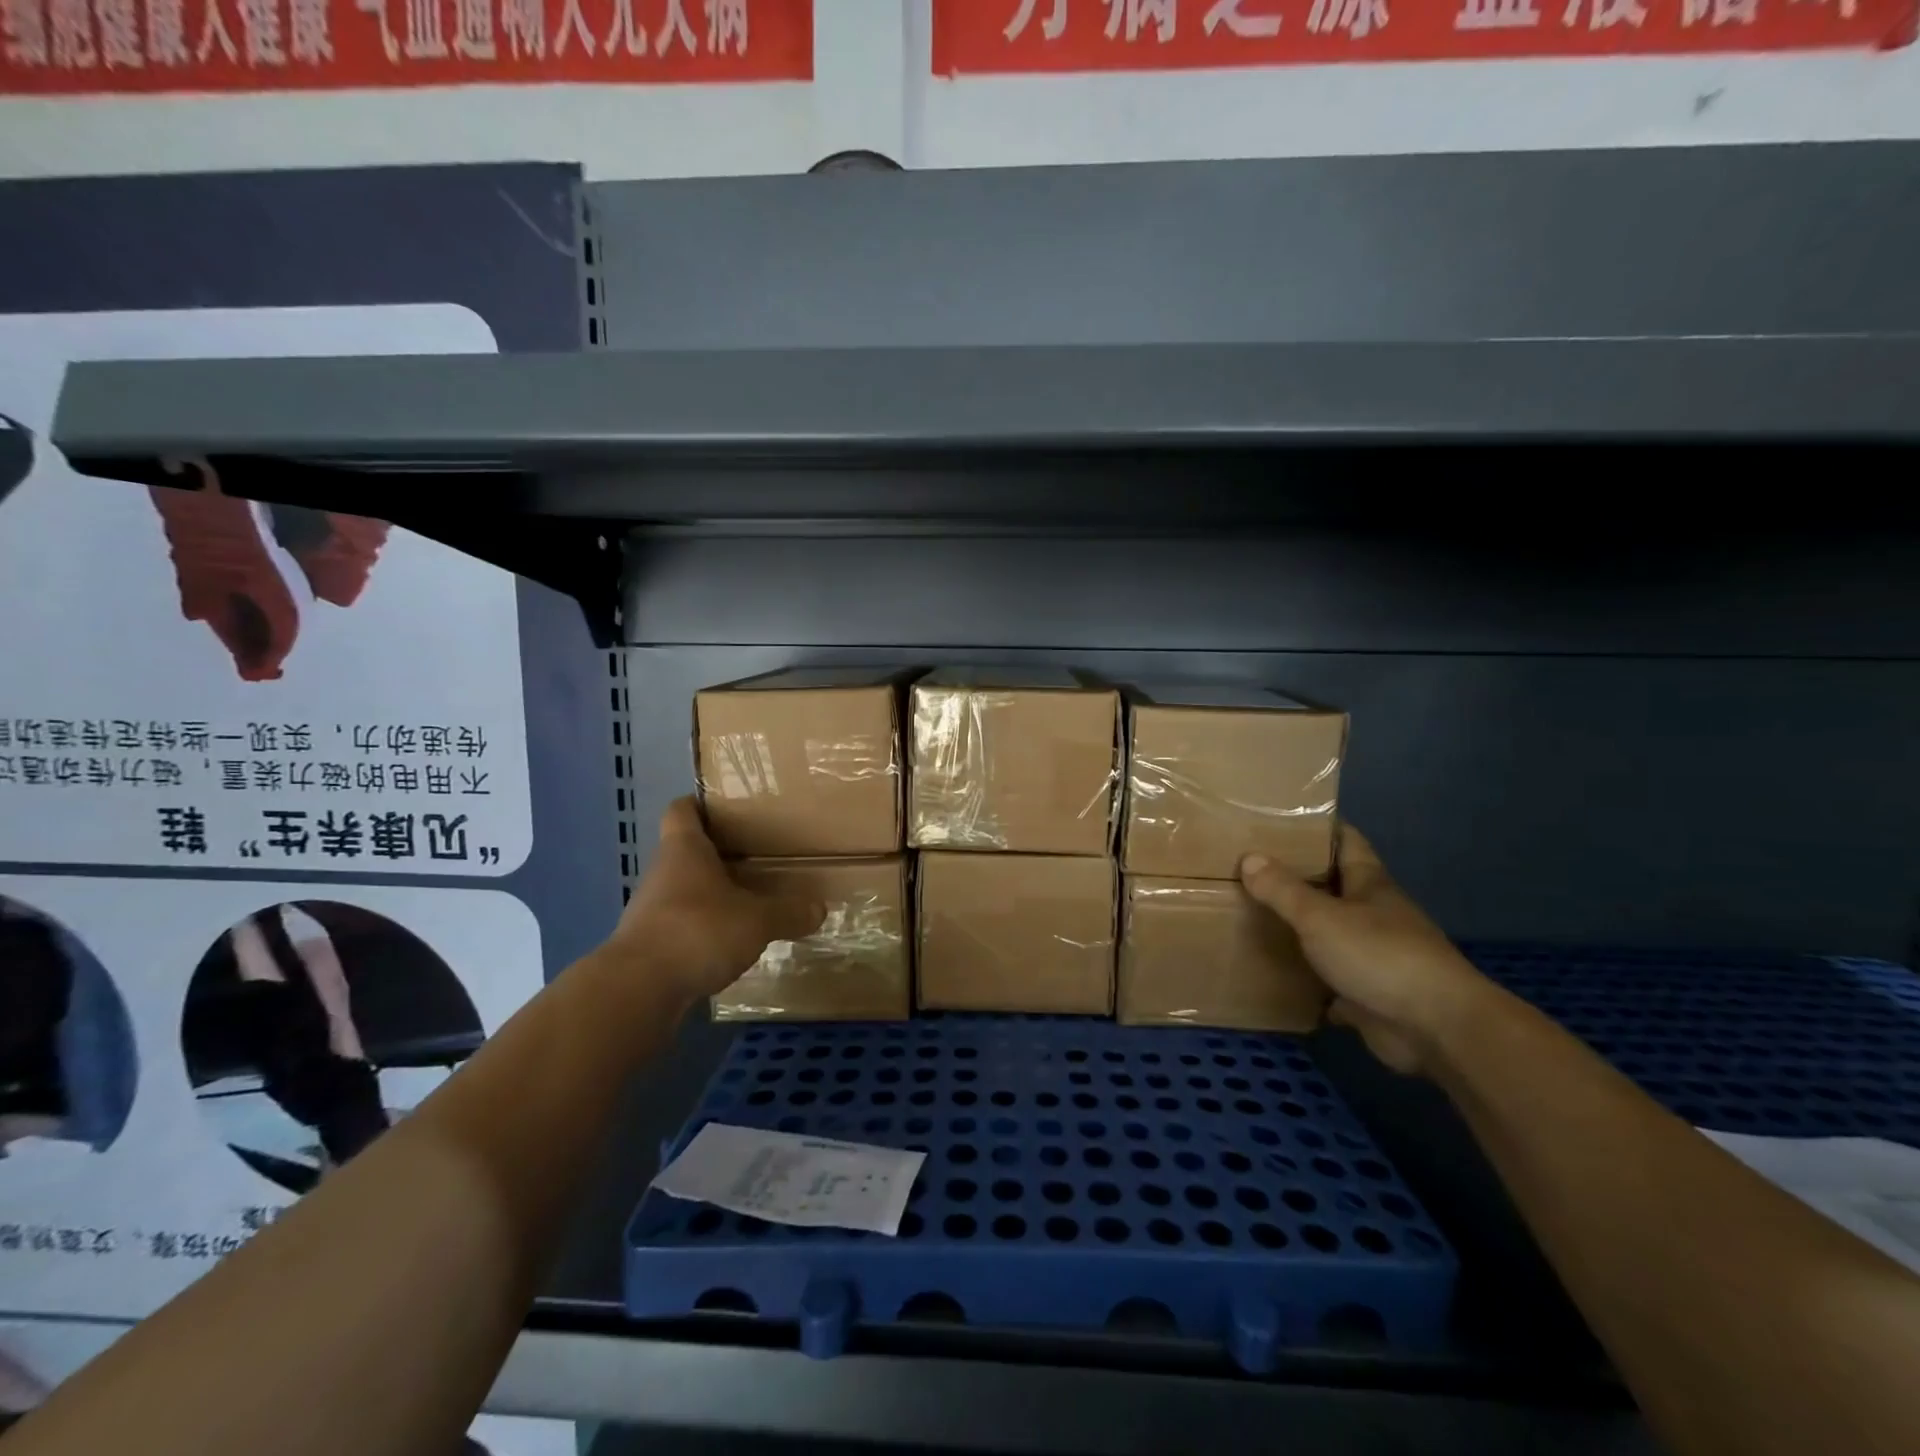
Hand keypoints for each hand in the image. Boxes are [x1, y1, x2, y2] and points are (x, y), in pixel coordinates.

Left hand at [607, 797, 823, 1001]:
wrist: (638, 990)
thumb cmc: (698, 930)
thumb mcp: (757, 920)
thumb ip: (788, 913)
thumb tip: (819, 908)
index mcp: (684, 850)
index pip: (682, 810)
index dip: (700, 804)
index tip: (727, 808)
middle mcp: (662, 872)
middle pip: (687, 852)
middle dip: (718, 854)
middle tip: (756, 857)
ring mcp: (650, 910)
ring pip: (684, 890)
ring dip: (710, 895)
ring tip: (748, 902)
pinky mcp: (648, 945)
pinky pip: (680, 925)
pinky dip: (702, 929)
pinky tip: (728, 943)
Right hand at [1239, 827, 1493, 1074]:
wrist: (1436, 1028)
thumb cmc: (1380, 956)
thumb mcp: (1321, 917)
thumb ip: (1283, 890)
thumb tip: (1249, 858)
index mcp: (1370, 885)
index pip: (1346, 841)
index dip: (1318, 828)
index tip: (1280, 820)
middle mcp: (1375, 915)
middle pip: (1334, 887)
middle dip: (1298, 879)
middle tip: (1250, 869)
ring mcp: (1375, 956)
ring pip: (1331, 934)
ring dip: (1301, 930)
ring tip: (1253, 918)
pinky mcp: (1369, 994)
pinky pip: (1331, 980)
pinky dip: (1308, 979)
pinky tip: (1277, 975)